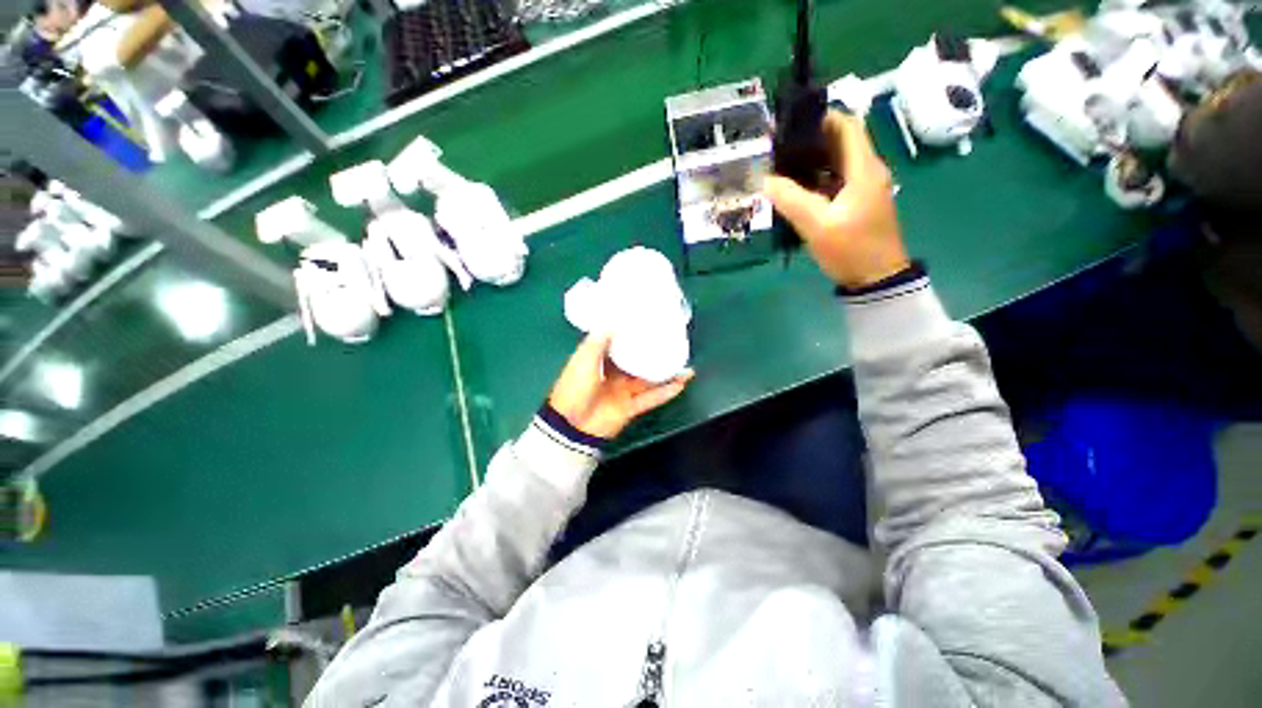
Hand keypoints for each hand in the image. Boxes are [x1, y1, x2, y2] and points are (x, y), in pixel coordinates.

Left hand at [548, 334, 694, 439]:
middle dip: (653, 354)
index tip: (647, 325)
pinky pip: (651, 398)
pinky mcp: (631, 408)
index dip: (631, 336)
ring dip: (666, 374)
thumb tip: (614, 323)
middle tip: (671, 343)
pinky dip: (666, 392)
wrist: (572, 425)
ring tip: (685, 365)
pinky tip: (681, 384)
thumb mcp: (583, 357)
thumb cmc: (575, 386)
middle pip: (637, 362)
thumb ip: (599, 340)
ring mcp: (623, 392)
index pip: (618, 345)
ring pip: (649, 380)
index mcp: (599, 362)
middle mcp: (613, 375)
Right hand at [765, 111, 909, 288]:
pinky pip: (836, 181)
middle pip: (841, 142)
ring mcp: (864, 188)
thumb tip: (764, 180)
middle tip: (778, 148)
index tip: (791, 125)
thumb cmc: (851, 249)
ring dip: (812, 161)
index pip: (847, 126)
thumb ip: (790, 199)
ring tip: (781, 166)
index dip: (821, 118)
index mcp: (864, 168)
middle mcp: (868, 171)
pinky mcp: (858, 203)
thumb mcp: (817, 225)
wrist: (876, 279)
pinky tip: (795, 189)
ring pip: (837, 163)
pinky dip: (817, 180)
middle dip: (811, 141)